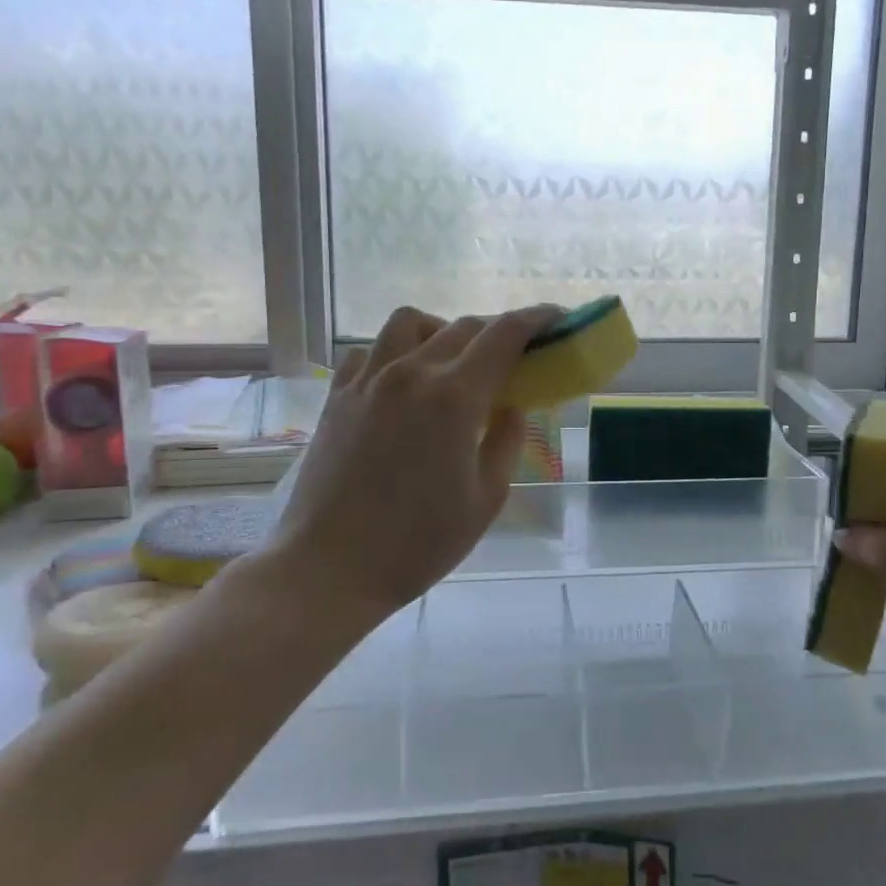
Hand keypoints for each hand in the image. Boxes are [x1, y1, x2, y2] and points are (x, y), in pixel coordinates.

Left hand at [268, 304, 557, 618]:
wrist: (329, 568)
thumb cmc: (418, 543)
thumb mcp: (486, 499)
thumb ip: (506, 441)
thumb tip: (512, 406)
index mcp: (453, 398)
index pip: (503, 336)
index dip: (535, 319)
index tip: (556, 318)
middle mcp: (410, 373)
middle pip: (462, 326)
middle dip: (497, 332)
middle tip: (513, 356)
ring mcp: (368, 380)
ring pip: (409, 322)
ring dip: (442, 330)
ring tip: (452, 362)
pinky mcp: (337, 396)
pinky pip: (370, 350)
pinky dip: (395, 351)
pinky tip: (402, 381)